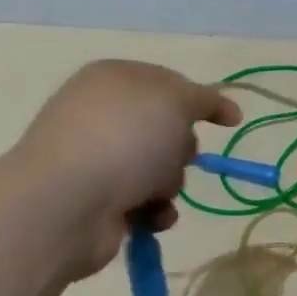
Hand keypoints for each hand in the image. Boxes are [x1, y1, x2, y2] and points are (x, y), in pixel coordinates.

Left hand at [2, 60, 240, 276]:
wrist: (67, 203)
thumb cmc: (124, 139)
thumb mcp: (176, 101)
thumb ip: (205, 98)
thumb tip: (224, 108)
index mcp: (113, 79)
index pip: (169, 82)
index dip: (202, 100)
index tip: (230, 121)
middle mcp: (101, 115)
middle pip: (167, 129)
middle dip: (182, 147)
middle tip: (178, 156)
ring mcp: (96, 159)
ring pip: (160, 169)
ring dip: (170, 183)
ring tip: (156, 193)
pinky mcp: (96, 200)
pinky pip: (145, 202)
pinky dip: (155, 211)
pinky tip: (150, 216)